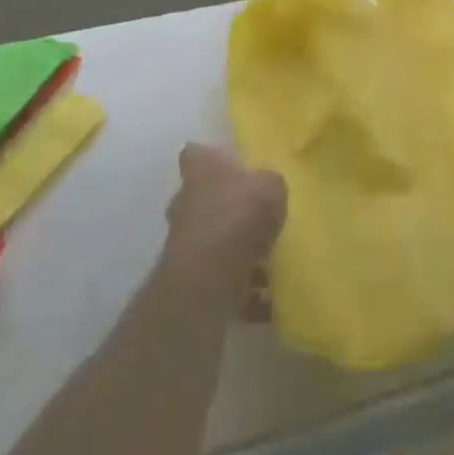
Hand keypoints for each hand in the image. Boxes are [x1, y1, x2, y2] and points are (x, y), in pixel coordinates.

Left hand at [161, 144, 286, 315]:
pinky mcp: (187, 278)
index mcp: (200, 170)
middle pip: (202, 196)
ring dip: (232, 249)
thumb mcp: (270, 189)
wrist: (206, 281)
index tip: (229, 165)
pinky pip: (218, 278)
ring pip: (211, 238)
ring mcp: (183, 241)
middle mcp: (185, 201)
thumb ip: (270, 184)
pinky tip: (264, 301)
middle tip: (253, 215)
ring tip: (266, 264)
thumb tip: (268, 187)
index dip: (210, 157)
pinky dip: (238, 288)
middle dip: (224, 205)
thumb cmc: (237, 217)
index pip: (196, 153)